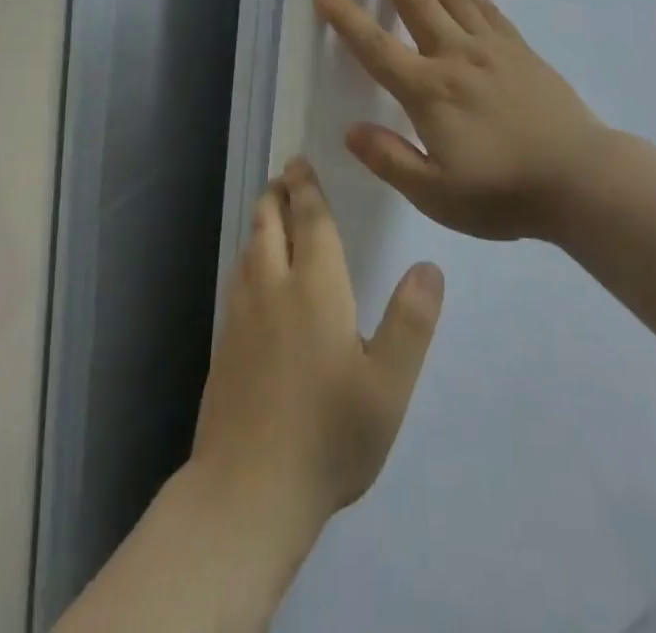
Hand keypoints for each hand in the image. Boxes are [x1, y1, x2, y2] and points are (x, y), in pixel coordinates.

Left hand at [191, 158, 444, 534]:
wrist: (248, 493)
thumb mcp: (388, 385)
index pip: (311, 223)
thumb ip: (411, 322)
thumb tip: (430, 265)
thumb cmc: (329, 435)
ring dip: (260, 223)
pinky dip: (247, 257)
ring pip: (249, 251)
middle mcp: (273, 290)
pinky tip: (251, 272)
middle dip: (278, 195)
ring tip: (268, 210)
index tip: (301, 163)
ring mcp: (242, 318)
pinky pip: (237, 280)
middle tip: (284, 175)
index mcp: (315, 289)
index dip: (307, 190)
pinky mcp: (225, 346)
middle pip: (270, 227)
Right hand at [313, 0, 607, 240]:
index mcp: (429, 92)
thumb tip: (351, 130)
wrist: (580, 178)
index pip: (376, 48)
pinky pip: (486, 8)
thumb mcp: (437, 195)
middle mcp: (455, 57)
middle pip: (414, 2)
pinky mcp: (519, 49)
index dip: (346, 17)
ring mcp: (491, 48)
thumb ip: (391, 160)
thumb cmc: (504, 193)